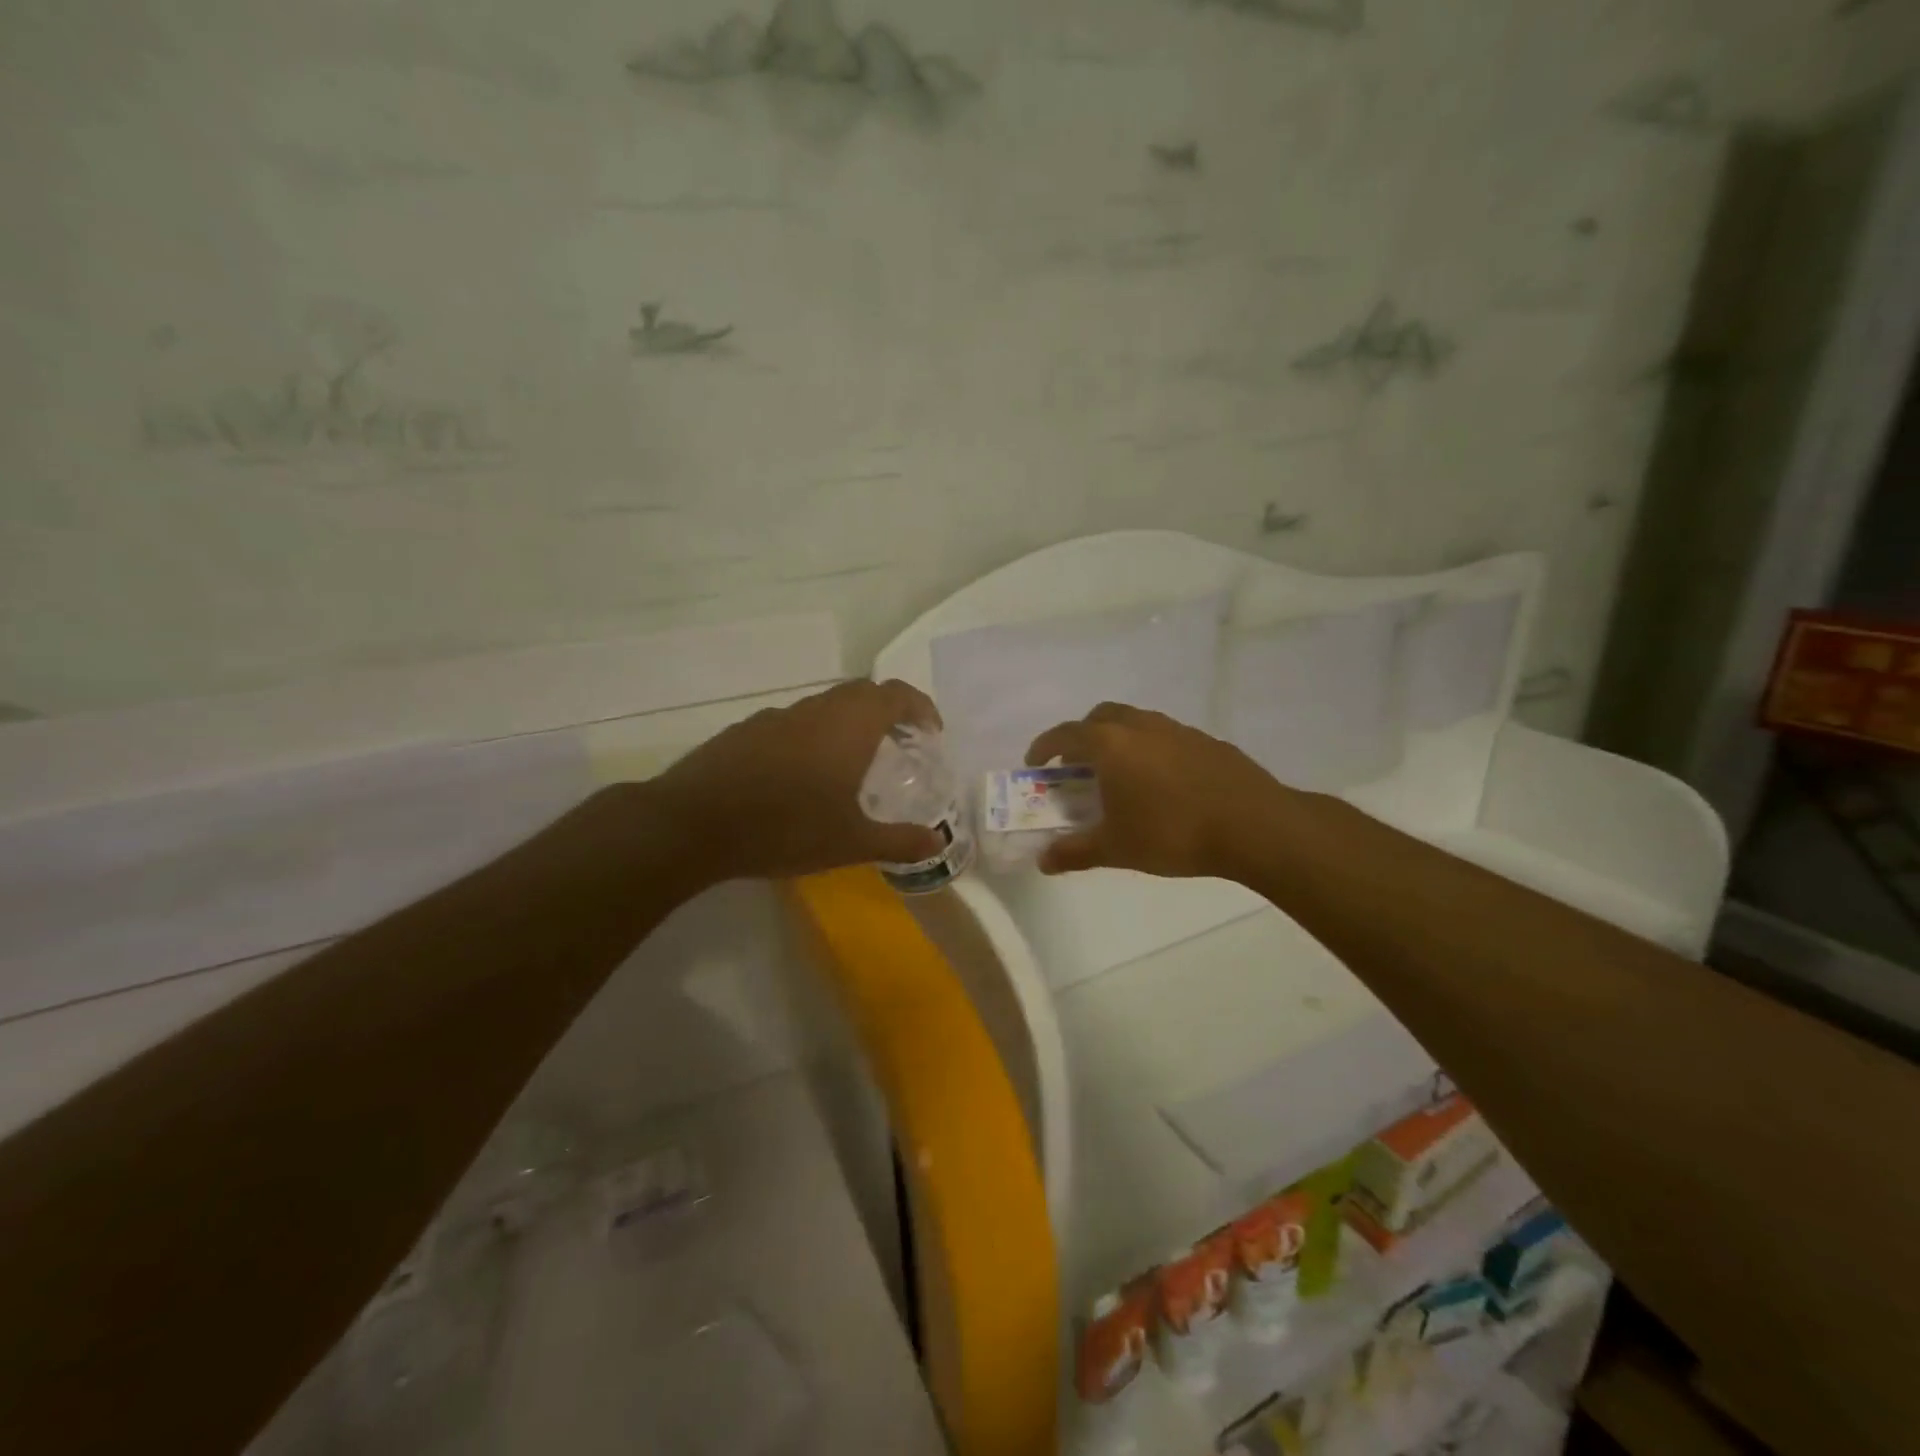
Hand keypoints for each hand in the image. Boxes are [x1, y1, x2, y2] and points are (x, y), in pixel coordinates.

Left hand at [649, 679, 946, 884]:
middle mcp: (816, 710)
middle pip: (862, 693)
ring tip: (856, 762)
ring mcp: (777, 717)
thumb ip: (899, 841)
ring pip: (826, 706)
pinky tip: (804, 775)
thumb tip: (938, 844)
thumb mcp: (850, 843)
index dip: (920, 707)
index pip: (895, 695)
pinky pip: (795, 722)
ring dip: (850, 723)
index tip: (931, 732)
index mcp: (849, 726)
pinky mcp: (747, 730)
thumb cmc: (785, 828)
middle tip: (901, 744)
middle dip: (888, 712)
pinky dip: (815, 735)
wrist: (693, 823)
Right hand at [1024, 702, 1289, 879]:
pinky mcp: (1207, 741)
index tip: (1036, 764)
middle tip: (1078, 766)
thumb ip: (1075, 852)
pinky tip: (1162, 784)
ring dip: (1118, 740)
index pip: (1066, 734)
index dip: (1045, 746)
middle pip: (1101, 717)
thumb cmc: (1172, 833)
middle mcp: (1141, 726)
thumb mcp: (1116, 848)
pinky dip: (1151, 750)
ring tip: (1120, 775)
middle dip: (1082, 736)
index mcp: (1111, 744)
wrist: (1254, 826)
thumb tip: (1043, 861)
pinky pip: (1166, 737)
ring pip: (1136, 723)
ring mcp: (1177, 730)